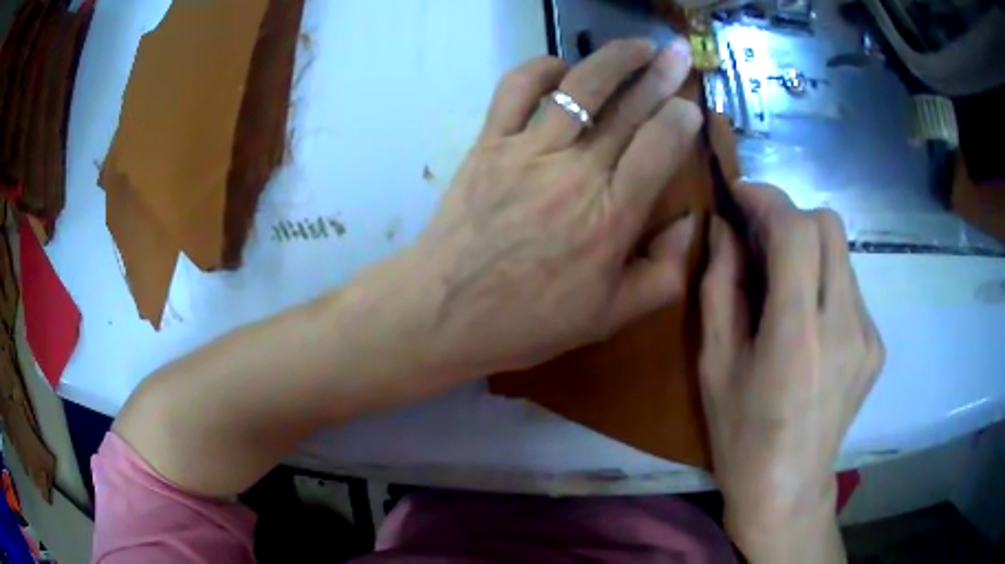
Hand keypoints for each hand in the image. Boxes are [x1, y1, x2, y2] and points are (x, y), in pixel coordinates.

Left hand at [407, 38, 701, 378]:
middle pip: (627, 108)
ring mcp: (528, 150)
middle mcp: (575, 172)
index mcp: (611, 216)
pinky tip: (562, 68)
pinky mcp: (490, 142)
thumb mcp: (610, 317)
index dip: (681, 119)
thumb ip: (664, 273)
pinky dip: (541, 68)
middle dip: (661, 73)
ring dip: (613, 58)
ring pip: (579, 87)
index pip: (659, 147)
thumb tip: (689, 223)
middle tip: (679, 51)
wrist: (444, 311)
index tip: (692, 107)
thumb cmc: (529, 320)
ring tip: (638, 45)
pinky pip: (516, 89)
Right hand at [698, 184, 884, 560]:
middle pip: (830, 225)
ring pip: (842, 254)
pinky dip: (825, 284)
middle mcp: (844, 325)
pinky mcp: (876, 346)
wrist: (787, 488)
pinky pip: (851, 289)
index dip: (768, 199)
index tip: (741, 195)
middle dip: (791, 215)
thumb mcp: (715, 363)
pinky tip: (809, 322)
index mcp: (797, 335)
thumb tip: (724, 230)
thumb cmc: (741, 434)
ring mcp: (867, 335)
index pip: (797, 231)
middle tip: (761, 236)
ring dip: (809, 251)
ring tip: (784, 285)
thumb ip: (720, 287)